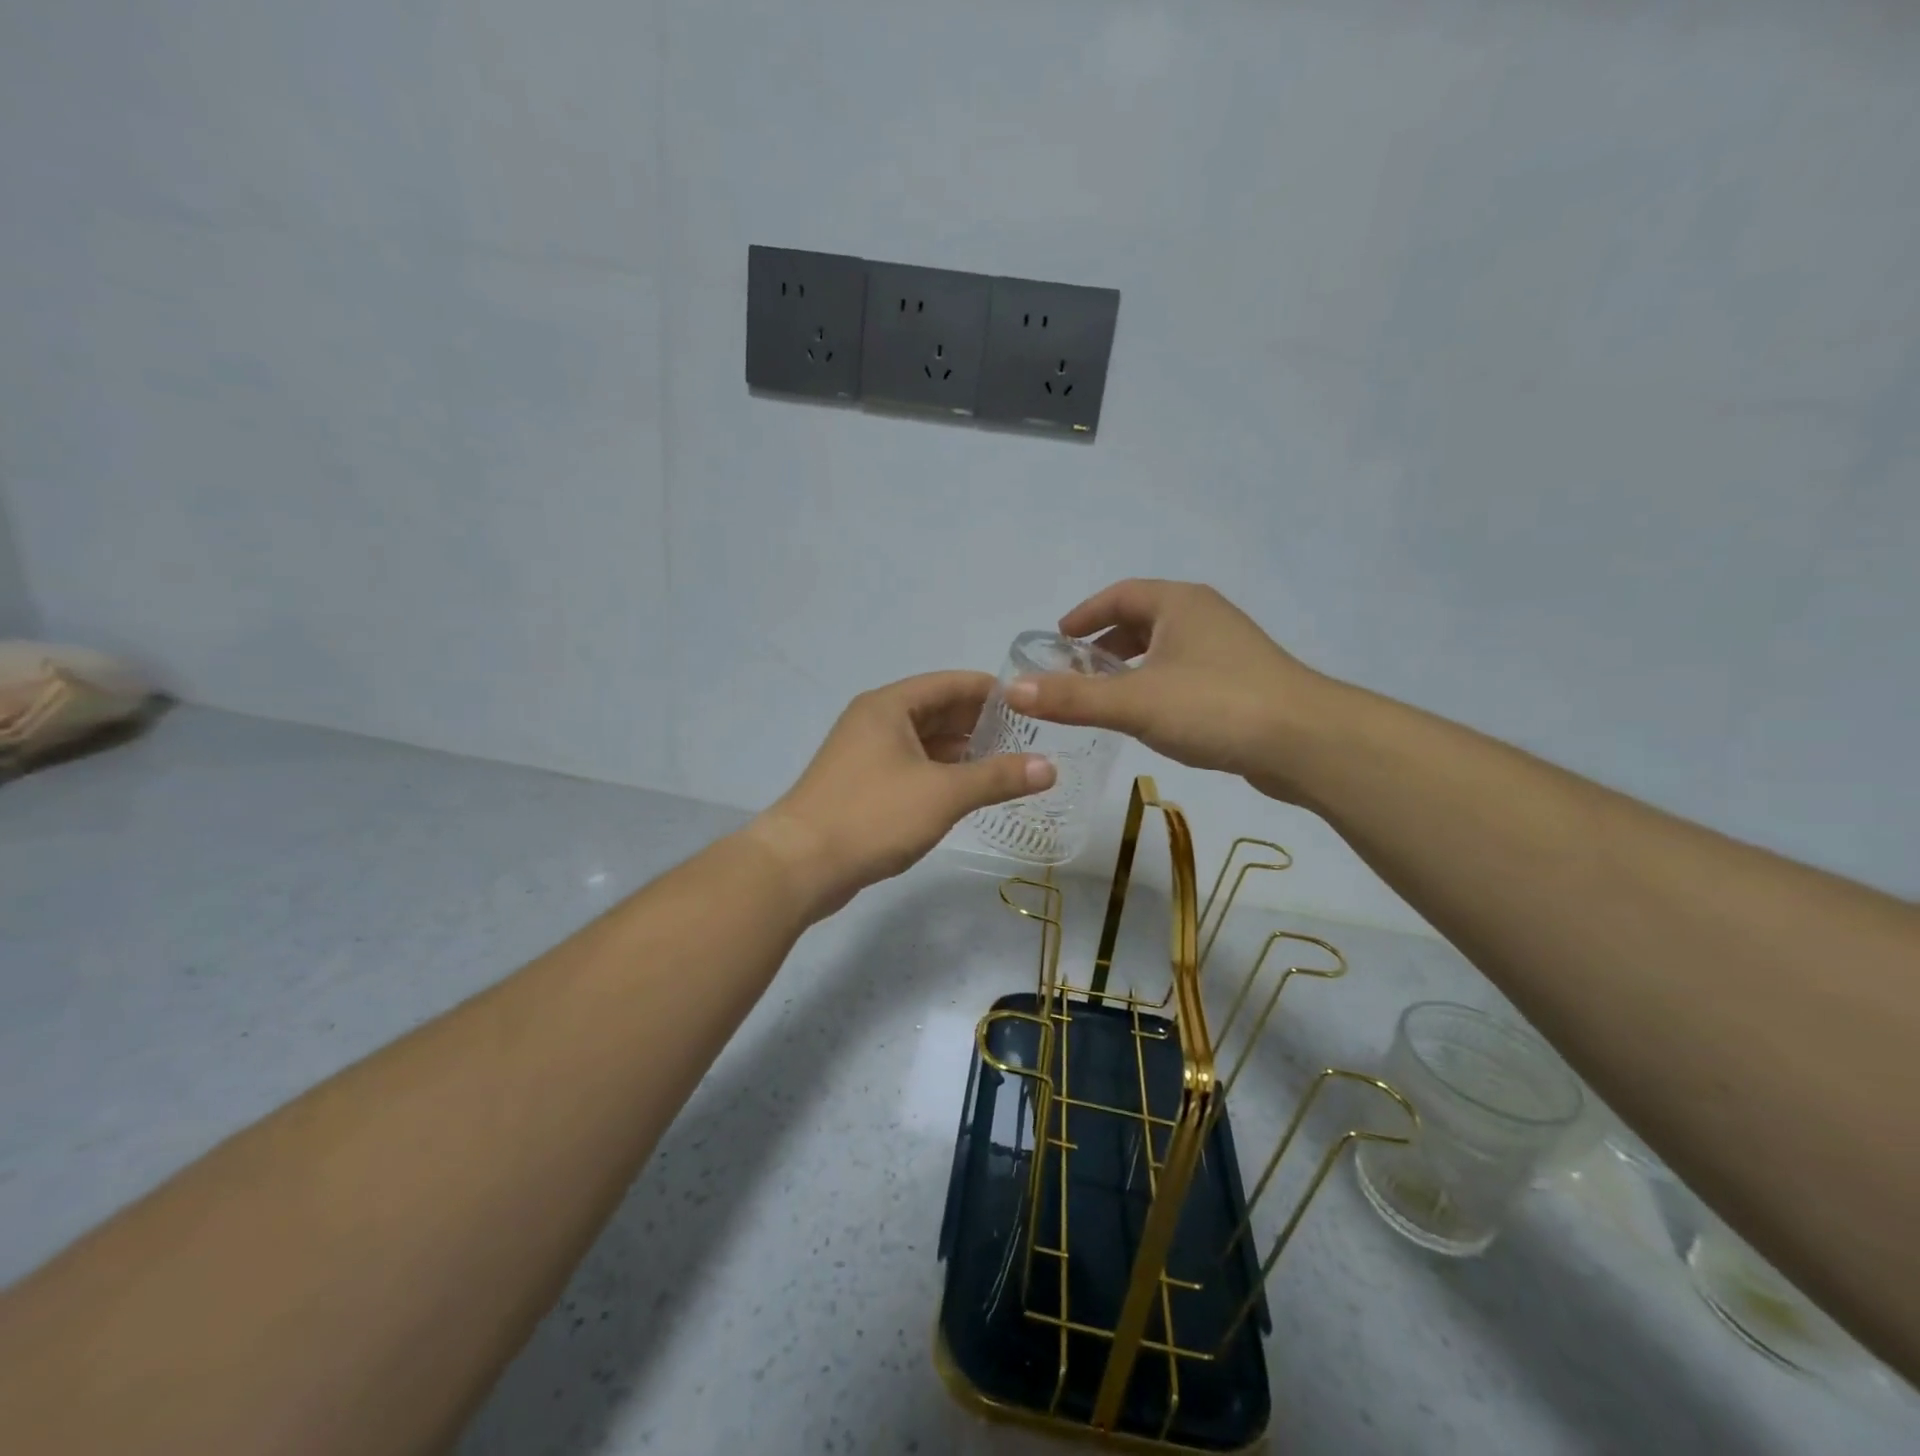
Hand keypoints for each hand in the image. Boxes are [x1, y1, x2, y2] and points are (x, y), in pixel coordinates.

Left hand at [746, 671, 1055, 918]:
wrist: (800, 865)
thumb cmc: (873, 815)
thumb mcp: (943, 794)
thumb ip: (997, 777)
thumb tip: (1050, 767)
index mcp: (890, 706)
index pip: (951, 684)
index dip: (992, 692)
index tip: (1032, 705)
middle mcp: (876, 721)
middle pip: (938, 711)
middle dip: (981, 724)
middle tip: (1029, 740)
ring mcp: (865, 754)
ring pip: (925, 742)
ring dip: (962, 752)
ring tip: (1008, 766)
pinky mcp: (862, 785)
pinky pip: (912, 767)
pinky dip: (941, 774)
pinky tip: (969, 791)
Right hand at [1005, 579, 1330, 802]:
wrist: (1306, 742)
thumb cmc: (1216, 706)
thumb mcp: (1135, 702)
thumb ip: (1072, 697)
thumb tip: (1013, 689)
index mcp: (1179, 604)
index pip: (1120, 594)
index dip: (1085, 612)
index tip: (1058, 636)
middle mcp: (1205, 616)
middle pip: (1144, 618)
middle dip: (1107, 641)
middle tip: (1075, 668)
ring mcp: (1228, 648)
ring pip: (1166, 647)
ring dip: (1133, 664)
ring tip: (1105, 694)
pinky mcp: (1242, 682)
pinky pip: (1185, 672)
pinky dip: (1157, 684)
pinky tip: (1150, 716)